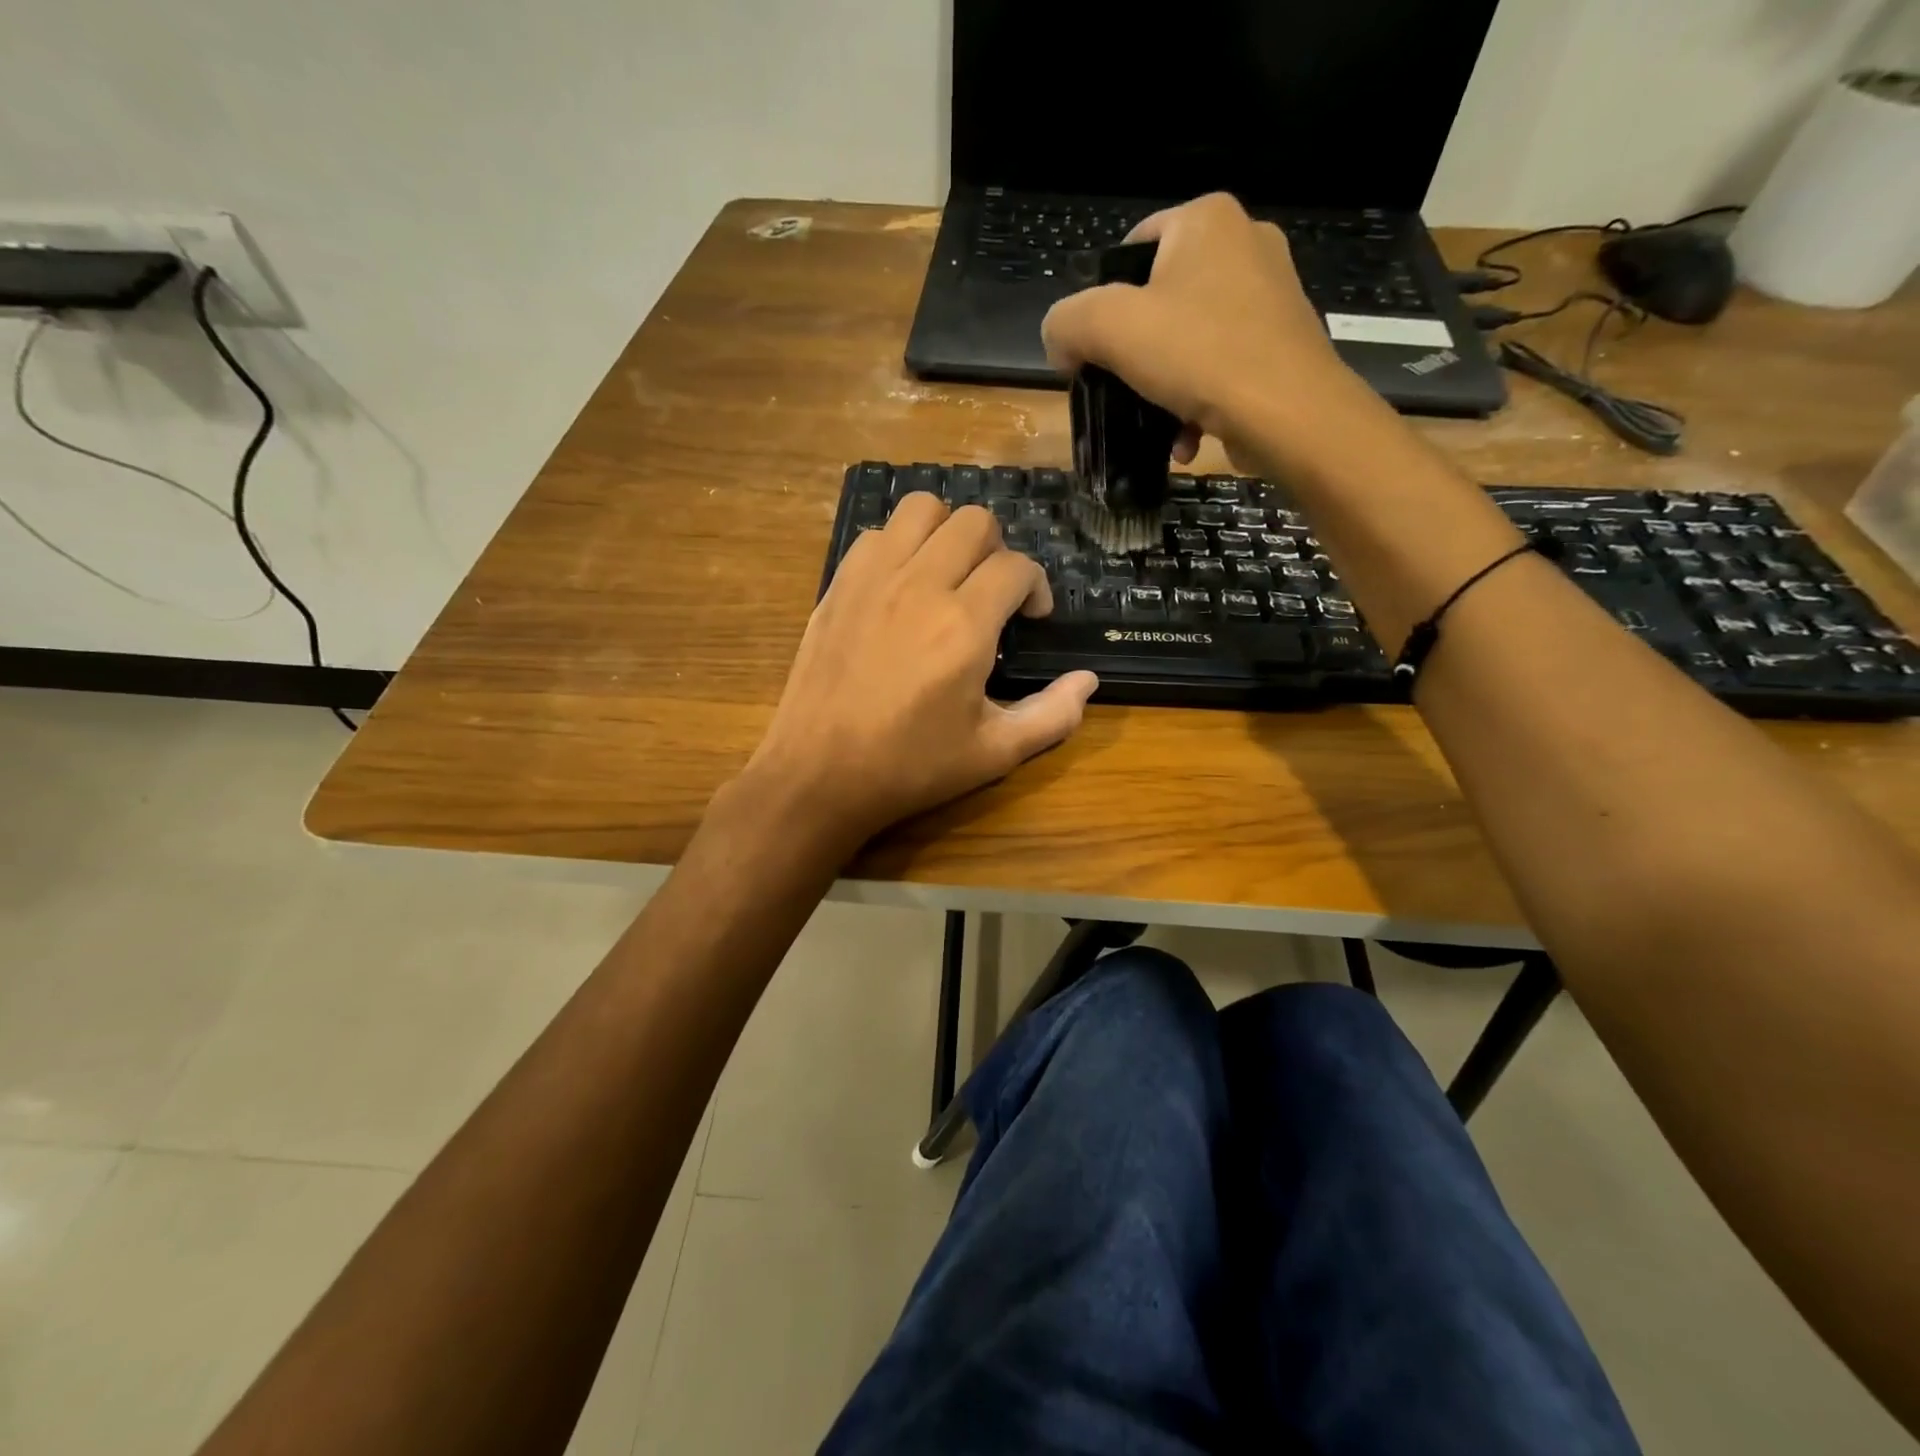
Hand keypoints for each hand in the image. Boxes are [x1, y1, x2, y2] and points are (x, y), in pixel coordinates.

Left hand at [740, 494, 1098, 853]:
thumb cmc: (910, 767)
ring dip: (946, 531)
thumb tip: (1087, 682)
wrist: (819, 773)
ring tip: (949, 572)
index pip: (1016, 567)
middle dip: (998, 549)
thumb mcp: (992, 754)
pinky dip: (899, 544)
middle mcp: (921, 585)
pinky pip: (876, 534)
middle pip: (974, 521)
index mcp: (965, 625)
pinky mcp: (838, 585)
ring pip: (921, 509)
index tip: (1033, 616)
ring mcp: (873, 579)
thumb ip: (1050, 716)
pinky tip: (902, 584)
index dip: (1036, 586)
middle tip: (994, 592)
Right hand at [1042, 192, 1387, 476]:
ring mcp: (1272, 292)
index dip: (1100, 304)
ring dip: (1162, 386)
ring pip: (1189, 339)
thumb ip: (1067, 323)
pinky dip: (1197, 400)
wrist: (1289, 413)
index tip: (1094, 354)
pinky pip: (1221, 365)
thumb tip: (1061, 343)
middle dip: (1134, 353)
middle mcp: (1245, 241)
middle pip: (1158, 299)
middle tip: (1121, 391)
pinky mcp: (1284, 340)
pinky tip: (1188, 437)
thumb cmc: (1199, 356)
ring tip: (1155, 424)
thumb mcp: (1108, 329)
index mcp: (1205, 219)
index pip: (1130, 249)